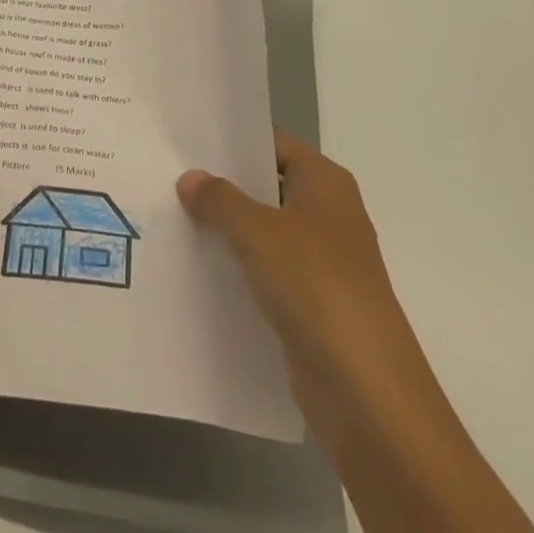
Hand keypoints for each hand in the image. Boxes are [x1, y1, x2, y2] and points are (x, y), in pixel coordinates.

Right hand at [178, 130, 409, 396]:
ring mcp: (322, 261)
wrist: (366, 391)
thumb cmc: (316, 287)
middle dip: (222, 185)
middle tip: (167, 176)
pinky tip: (196, 267)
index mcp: (326, 183)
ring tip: (171, 217)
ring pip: (264, 231)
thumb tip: (190, 178)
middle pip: (267, 186)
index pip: (273, 143)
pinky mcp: (311, 303)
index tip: (186, 140)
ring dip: (226, 228)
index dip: (233, 140)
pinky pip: (266, 271)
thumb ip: (220, 199)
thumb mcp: (258, 232)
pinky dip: (237, 267)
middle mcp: (327, 214)